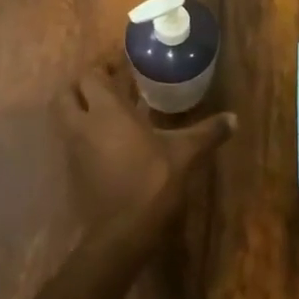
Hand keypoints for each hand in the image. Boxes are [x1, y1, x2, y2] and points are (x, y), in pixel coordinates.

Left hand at [55, 58, 236, 235]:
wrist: (123, 233)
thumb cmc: (153, 182)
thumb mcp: (185, 154)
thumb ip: (208, 133)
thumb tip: (234, 118)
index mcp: (106, 111)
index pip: (92, 76)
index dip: (104, 66)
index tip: (123, 64)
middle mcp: (83, 126)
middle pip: (66, 94)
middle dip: (83, 86)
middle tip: (109, 86)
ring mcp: (73, 151)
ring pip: (64, 119)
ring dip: (80, 110)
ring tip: (109, 112)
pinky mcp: (73, 173)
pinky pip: (72, 143)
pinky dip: (84, 136)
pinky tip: (109, 143)